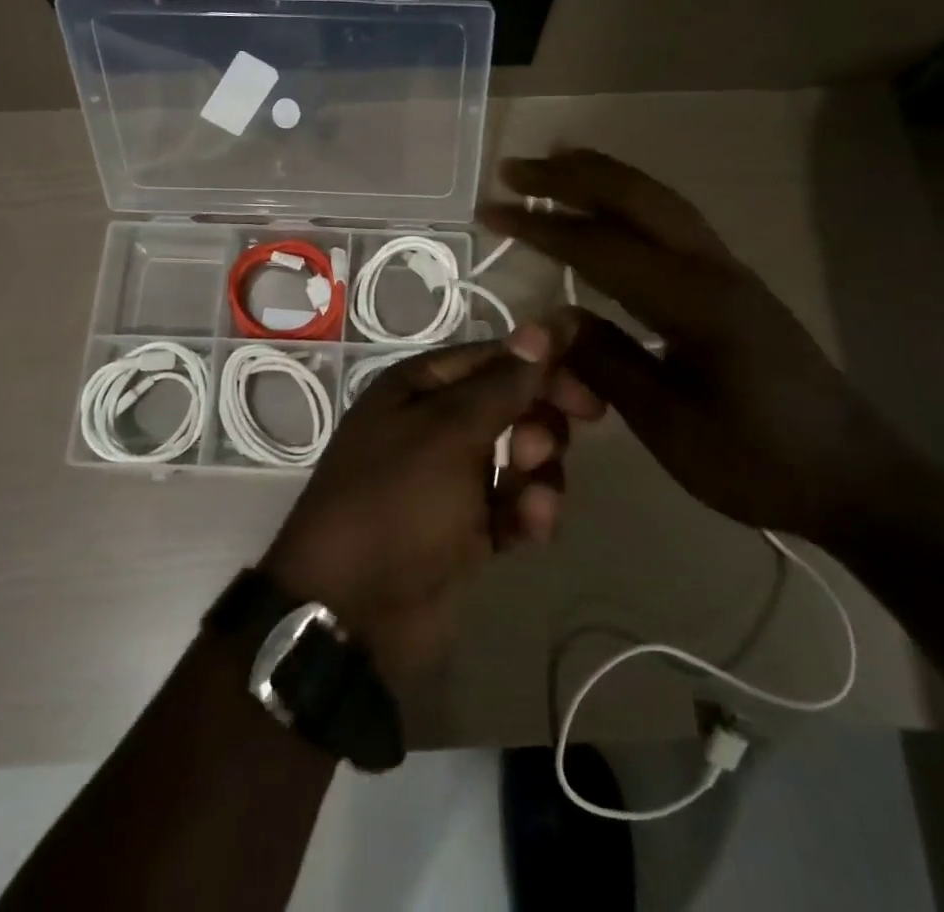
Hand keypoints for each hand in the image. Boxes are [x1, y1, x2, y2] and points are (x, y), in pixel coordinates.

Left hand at [261, 323, 601, 681]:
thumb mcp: (450, 434)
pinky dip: (527, 512)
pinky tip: (533, 530)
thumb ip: (503, 384)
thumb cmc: (397, 503)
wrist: (352, 616)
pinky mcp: (465, 527)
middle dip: (538, 423)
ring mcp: (449, 478)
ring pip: (518, 456)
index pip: (494, 358)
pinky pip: (511, 504)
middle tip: (546, 447)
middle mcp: (433, 424)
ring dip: (538, 474)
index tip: (591, 389)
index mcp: (419, 388)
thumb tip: (544, 326)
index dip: (543, 366)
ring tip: (536, 501)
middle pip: (510, 404)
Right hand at [478, 150, 893, 539]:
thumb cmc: (760, 461)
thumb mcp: (671, 426)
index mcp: (693, 301)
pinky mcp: (733, 285)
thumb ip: (608, 364)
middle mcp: (712, 268)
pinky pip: (672, 222)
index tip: (490, 210)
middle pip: (635, 198)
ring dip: (603, 177)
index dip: (540, 225)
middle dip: (570, 177)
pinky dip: (631, 201)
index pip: (600, 246)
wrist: (855, 477)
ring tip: (556, 161)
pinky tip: (610, 210)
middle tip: (515, 168)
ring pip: (658, 201)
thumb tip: (555, 319)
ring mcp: (728, 271)